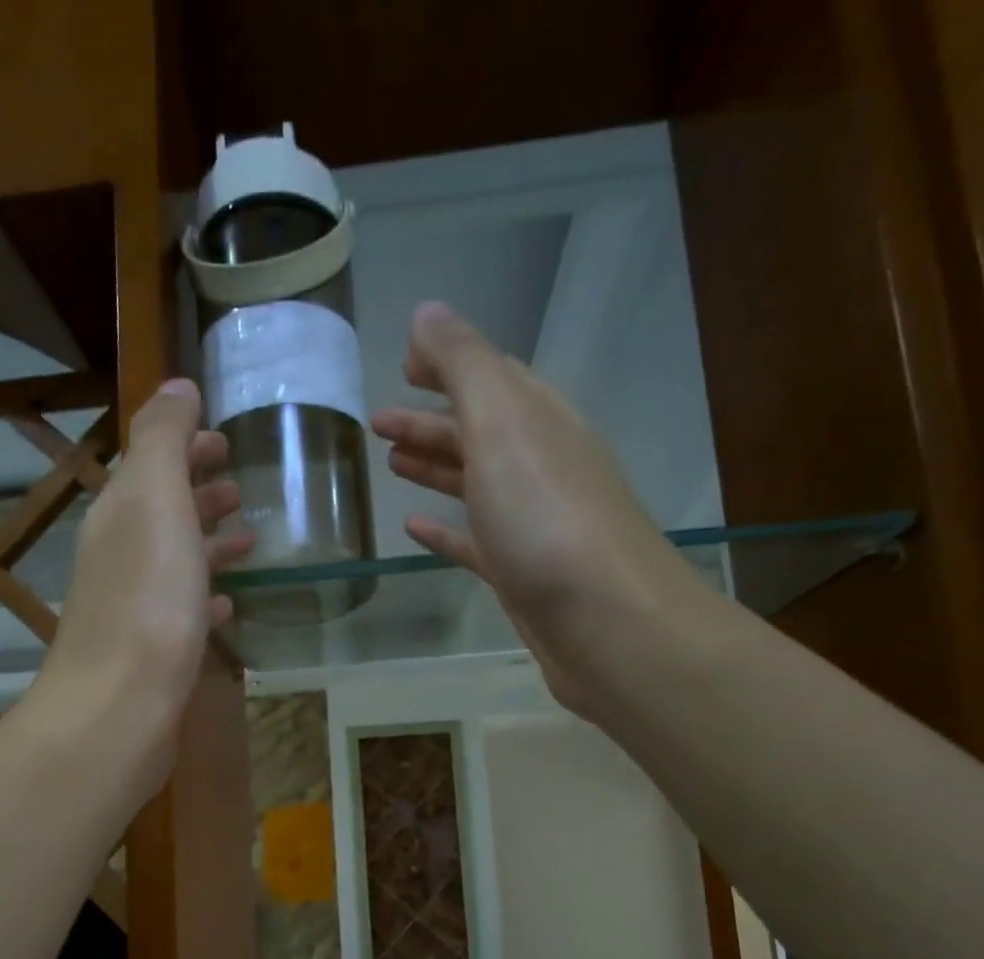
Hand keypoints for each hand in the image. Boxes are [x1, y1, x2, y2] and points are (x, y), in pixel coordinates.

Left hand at [34, 380, 251, 792]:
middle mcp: (120, 554)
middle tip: (240, 482)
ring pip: (176, 559)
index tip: (224, 438)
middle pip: (162, 509)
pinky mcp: (153, 651)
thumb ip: (163, 439)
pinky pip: (184, 609)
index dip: (185, 444)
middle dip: (198, 489)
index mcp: (121, 513)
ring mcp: (135, 606)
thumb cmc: (146, 603)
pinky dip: (207, 595)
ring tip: (249, 537)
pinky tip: (229, 602)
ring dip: (208, 540)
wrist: (117, 709)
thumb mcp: (155, 502)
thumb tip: (176, 384)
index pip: (152, 462)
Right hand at [372, 302, 697, 713]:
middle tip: (378, 421)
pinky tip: (414, 529)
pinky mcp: (520, 573)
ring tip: (390, 463)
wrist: (605, 621)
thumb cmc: (547, 517)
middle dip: (430, 421)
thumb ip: (464, 366)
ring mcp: (531, 523)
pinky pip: (474, 542)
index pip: (491, 376)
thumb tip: (427, 312)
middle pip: (479, 431)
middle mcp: (540, 465)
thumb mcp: (503, 425)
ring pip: (476, 484)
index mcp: (538, 421)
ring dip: (435, 467)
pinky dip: (445, 531)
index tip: (403, 363)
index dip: (449, 363)